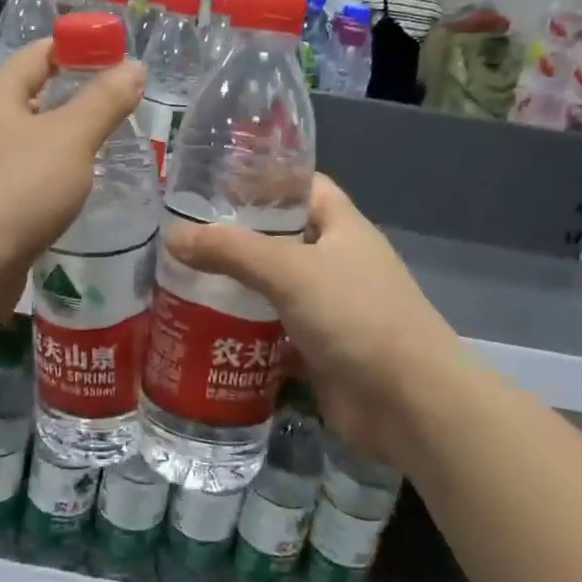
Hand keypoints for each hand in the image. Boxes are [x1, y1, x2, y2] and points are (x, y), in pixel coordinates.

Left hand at [0, 39, 144, 324]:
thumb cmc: (17, 188)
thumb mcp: (71, 138)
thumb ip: (104, 101)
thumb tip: (133, 66)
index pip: (37, 55)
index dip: (76, 49)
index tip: (115, 57)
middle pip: (30, 98)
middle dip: (73, 99)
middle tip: (119, 106)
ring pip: (27, 143)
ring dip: (62, 143)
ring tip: (106, 148)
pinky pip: (23, 180)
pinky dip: (49, 178)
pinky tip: (75, 191)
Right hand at [162, 174, 467, 465]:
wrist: (409, 403)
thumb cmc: (356, 315)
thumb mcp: (289, 270)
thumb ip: (230, 250)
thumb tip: (172, 236)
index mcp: (341, 227)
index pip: (301, 186)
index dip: (263, 178)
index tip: (213, 183)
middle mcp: (336, 262)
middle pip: (279, 239)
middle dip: (234, 238)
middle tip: (181, 237)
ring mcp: (328, 308)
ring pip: (271, 288)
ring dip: (233, 287)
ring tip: (178, 280)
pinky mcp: (317, 349)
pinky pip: (272, 331)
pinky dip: (242, 331)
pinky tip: (200, 329)